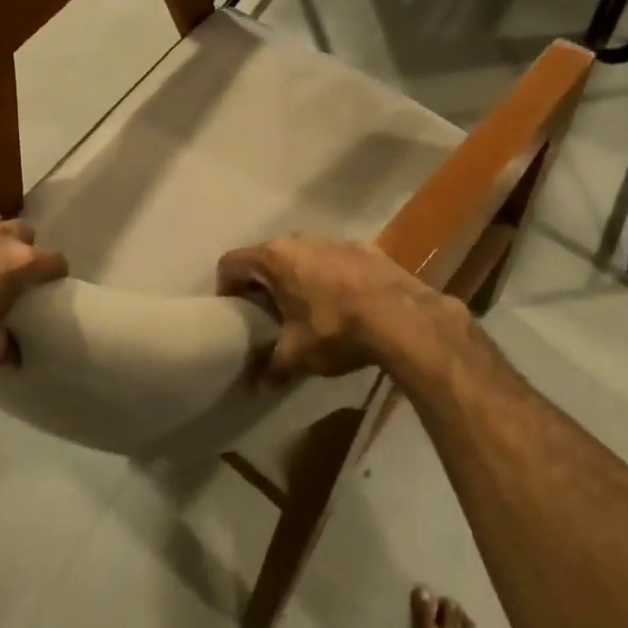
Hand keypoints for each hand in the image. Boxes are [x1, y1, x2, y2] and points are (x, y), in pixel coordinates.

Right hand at [216, 234, 455, 384]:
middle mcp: (299, 239)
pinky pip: (332, 258)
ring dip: (295, 276)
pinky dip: (327, 275)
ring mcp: (333, 239)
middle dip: (261, 282)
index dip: (225, 287)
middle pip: (265, 256)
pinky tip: (341, 302)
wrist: (403, 317)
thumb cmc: (337, 329)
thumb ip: (272, 368)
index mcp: (275, 258)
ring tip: (304, 308)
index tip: (233, 311)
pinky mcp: (363, 247)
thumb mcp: (298, 355)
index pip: (231, 262)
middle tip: (265, 312)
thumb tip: (256, 388)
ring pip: (301, 254)